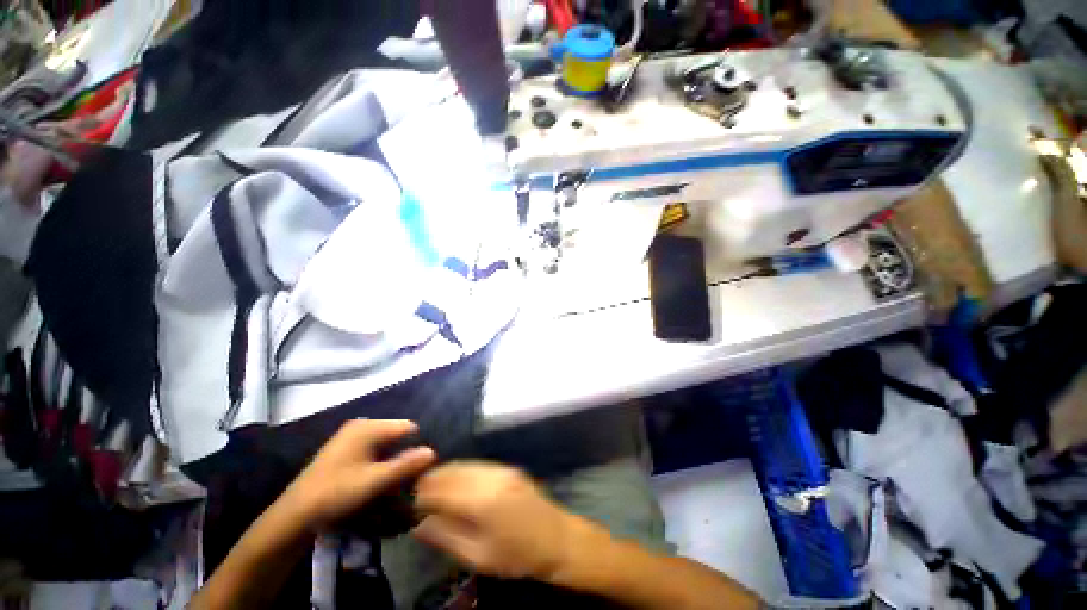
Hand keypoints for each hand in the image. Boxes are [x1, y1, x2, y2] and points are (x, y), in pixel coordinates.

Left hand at [278, 419, 435, 532]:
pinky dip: (378, 465)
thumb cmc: (335, 494)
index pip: (407, 428)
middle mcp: (360, 426)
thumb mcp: (374, 481)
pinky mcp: (343, 451)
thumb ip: (405, 465)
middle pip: (396, 437)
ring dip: (391, 463)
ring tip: (392, 485)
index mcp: (368, 427)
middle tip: (405, 481)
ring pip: (385, 446)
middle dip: (403, 456)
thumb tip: (433, 452)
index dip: (416, 447)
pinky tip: (375, 483)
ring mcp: (350, 438)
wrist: (293, 516)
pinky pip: (372, 453)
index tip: (419, 470)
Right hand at [413, 462, 584, 580]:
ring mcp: (502, 469)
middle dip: (432, 480)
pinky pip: (478, 465)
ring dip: (446, 473)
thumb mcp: (479, 557)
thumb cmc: (518, 556)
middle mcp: (491, 478)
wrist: (557, 538)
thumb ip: (447, 538)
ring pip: (465, 465)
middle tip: (417, 493)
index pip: (442, 491)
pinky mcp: (509, 468)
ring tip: (432, 487)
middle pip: (452, 472)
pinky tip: (456, 481)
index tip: (410, 503)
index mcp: (482, 501)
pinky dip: (462, 470)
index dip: (423, 495)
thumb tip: (419, 526)